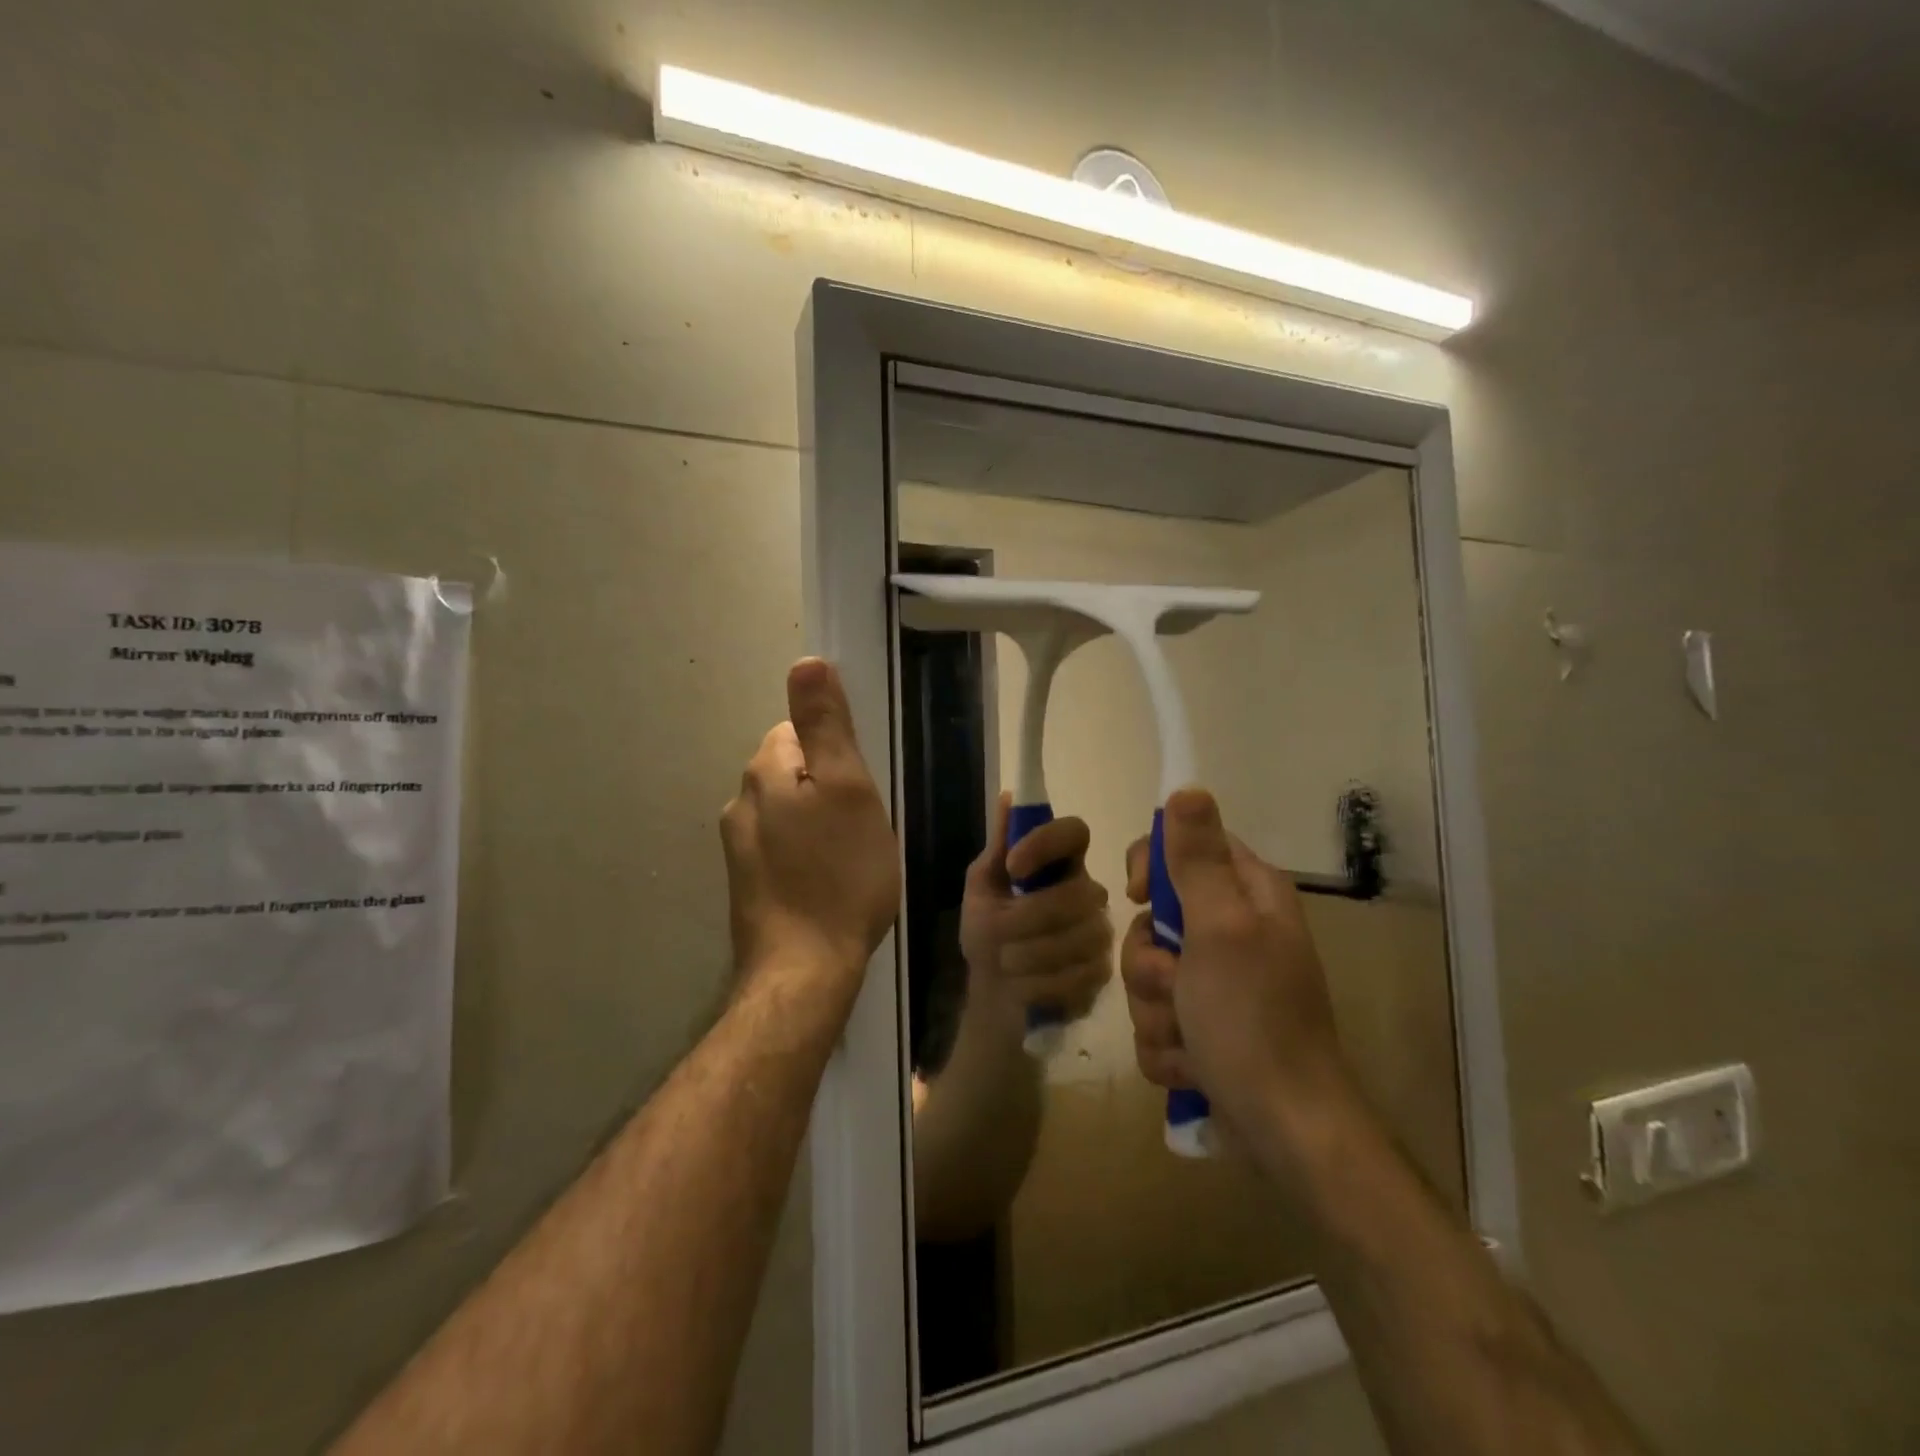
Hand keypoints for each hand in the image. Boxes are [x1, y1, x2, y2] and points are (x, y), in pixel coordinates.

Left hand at [720, 659, 899, 989]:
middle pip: (791, 772)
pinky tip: (827, 884)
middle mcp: (740, 803)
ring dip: (817, 823)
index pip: (796, 730)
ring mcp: (738, 849)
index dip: (835, 753)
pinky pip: (782, 849)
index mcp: (764, 772)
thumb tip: (805, 662)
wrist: (804, 970)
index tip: (860, 788)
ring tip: (849, 858)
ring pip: (787, 813)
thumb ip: (826, 725)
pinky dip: (806, 856)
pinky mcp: (747, 886)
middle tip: (861, 826)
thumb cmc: (840, 873)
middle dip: (827, 788)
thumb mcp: (848, 788)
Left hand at [958, 793, 1112, 1031]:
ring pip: (1080, 937)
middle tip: (998, 935)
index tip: (1013, 866)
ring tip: (1007, 964)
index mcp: (1059, 863)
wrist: (995, 993)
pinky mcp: (1103, 972)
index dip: (1046, 844)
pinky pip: (1081, 975)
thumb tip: (1008, 796)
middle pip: (1078, 893)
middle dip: (1028, 918)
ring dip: (1030, 955)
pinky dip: (1042, 984)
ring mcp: (1100, 932)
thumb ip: (998, 846)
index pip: (1075, 832)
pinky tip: (1025, 987)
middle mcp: (1087, 891)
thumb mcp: (982, 887)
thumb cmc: (988, 932)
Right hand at [1120, 788, 1351, 1158]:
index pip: (1184, 847)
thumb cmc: (1252, 1020)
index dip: (1152, 869)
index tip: (1138, 898)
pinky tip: (1192, 1067)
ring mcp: (1218, 984)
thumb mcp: (1220, 929)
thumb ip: (1197, 860)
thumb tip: (1188, 788)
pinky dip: (1166, 1046)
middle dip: (1148, 962)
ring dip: (1155, 1011)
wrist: (1285, 1131)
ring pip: (1147, 975)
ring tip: (1188, 1039)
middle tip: (1173, 985)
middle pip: (1153, 920)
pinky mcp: (1204, 1029)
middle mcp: (1234, 932)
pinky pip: (1156, 1020)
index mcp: (1247, 896)